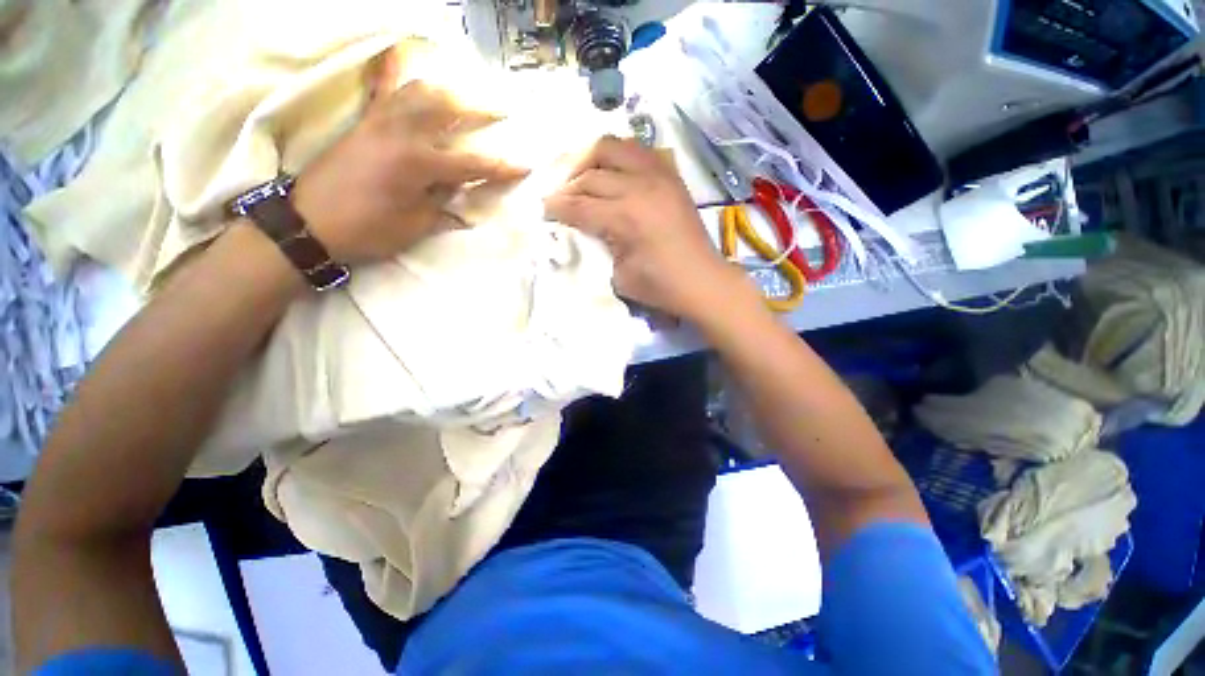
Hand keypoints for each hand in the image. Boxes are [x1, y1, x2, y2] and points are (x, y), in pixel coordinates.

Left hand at [292, 49, 527, 264]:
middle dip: (480, 109)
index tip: (526, 165)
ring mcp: (380, 121)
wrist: (310, 222)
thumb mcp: (416, 225)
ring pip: (419, 90)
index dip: (502, 166)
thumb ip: (444, 205)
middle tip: (502, 111)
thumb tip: (465, 194)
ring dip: (448, 89)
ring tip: (466, 93)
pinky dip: (397, 71)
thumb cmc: (368, 230)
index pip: (473, 163)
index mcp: (418, 164)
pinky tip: (406, 59)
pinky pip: (383, 88)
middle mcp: (401, 132)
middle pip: (448, 109)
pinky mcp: (365, 120)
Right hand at [543, 136, 750, 321]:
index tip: (543, 210)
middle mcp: (641, 187)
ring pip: (613, 147)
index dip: (556, 207)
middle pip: (591, 173)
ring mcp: (659, 176)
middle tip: (558, 198)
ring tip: (582, 177)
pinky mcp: (671, 176)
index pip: (579, 205)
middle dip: (568, 185)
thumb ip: (597, 246)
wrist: (703, 281)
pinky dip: (618, 157)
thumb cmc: (660, 287)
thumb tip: (582, 229)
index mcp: (626, 216)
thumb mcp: (619, 276)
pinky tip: (611, 172)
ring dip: (591, 159)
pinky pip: (638, 151)